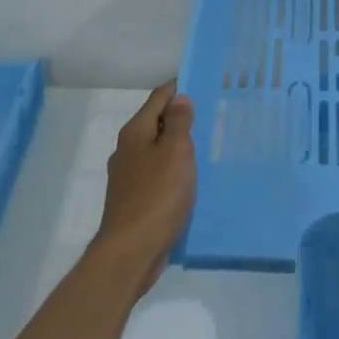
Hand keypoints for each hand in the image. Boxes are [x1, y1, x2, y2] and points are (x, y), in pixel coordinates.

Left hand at [93, 82, 196, 292]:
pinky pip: (157, 176)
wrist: (131, 252)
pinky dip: (173, 172)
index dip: (180, 89)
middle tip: (211, 118)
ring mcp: (128, 177)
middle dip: (180, 119)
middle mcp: (127, 150)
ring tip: (205, 148)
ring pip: (157, 151)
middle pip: (156, 123)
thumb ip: (179, 122)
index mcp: (135, 132)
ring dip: (177, 147)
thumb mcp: (176, 152)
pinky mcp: (134, 201)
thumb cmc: (157, 196)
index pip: (158, 98)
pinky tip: (189, 181)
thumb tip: (179, 98)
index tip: (205, 86)